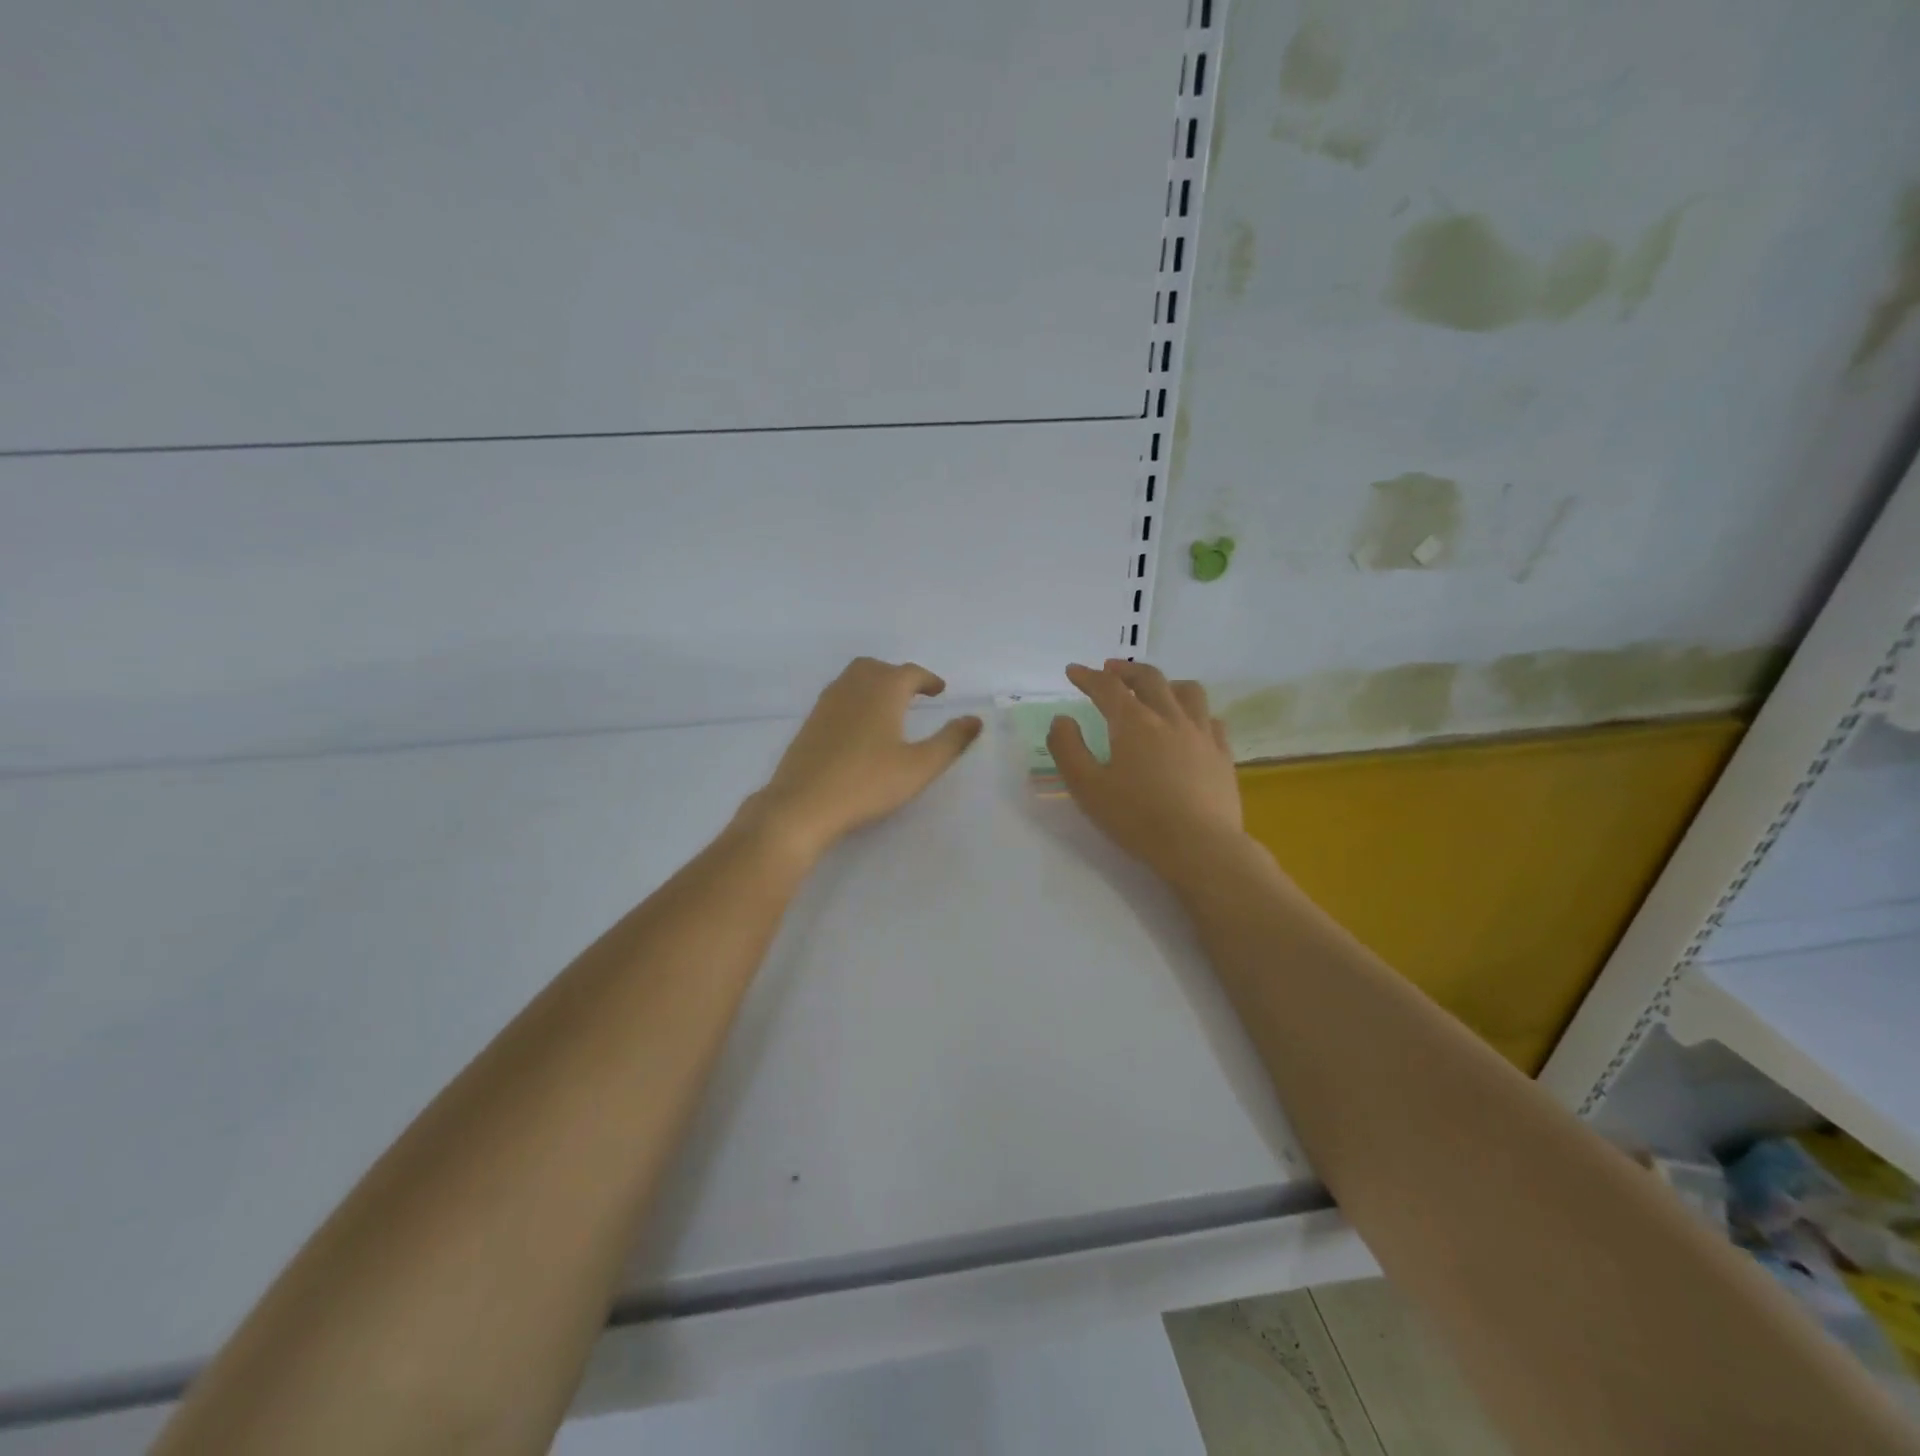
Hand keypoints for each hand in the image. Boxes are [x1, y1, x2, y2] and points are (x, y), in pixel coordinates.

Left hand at [748, 658, 982, 862]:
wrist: (802, 804)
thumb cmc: (867, 783)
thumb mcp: (919, 766)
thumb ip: (950, 741)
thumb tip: (975, 720)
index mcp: (883, 691)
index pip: (910, 673)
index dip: (928, 680)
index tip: (940, 690)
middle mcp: (853, 687)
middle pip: (878, 668)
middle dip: (898, 676)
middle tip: (914, 694)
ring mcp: (826, 703)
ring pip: (854, 678)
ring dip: (875, 684)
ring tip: (889, 706)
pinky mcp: (810, 723)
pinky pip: (838, 696)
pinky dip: (856, 698)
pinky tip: (860, 726)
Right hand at [1047, 660, 1245, 884]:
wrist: (1200, 847)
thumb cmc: (1136, 818)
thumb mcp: (1087, 787)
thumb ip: (1068, 749)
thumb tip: (1062, 720)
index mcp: (1134, 723)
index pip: (1107, 687)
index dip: (1088, 676)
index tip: (1074, 671)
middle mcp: (1170, 718)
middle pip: (1149, 679)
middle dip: (1126, 671)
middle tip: (1110, 669)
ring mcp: (1202, 734)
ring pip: (1187, 691)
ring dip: (1166, 683)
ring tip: (1155, 690)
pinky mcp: (1223, 755)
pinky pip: (1211, 719)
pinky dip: (1194, 712)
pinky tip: (1190, 724)